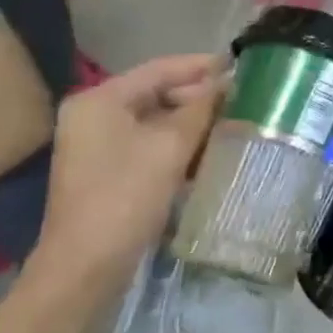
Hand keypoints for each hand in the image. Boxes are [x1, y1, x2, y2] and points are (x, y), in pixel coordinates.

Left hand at [37, 55, 220, 285]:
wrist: (86, 266)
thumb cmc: (126, 196)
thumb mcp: (170, 147)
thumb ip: (202, 109)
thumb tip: (230, 83)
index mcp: (100, 100)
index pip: (160, 69)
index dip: (202, 66)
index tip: (243, 66)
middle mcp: (95, 116)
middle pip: (158, 94)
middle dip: (201, 98)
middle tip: (245, 101)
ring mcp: (100, 145)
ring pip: (158, 122)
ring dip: (194, 123)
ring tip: (236, 124)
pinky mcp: (110, 171)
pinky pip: (151, 145)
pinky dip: (180, 145)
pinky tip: (212, 152)